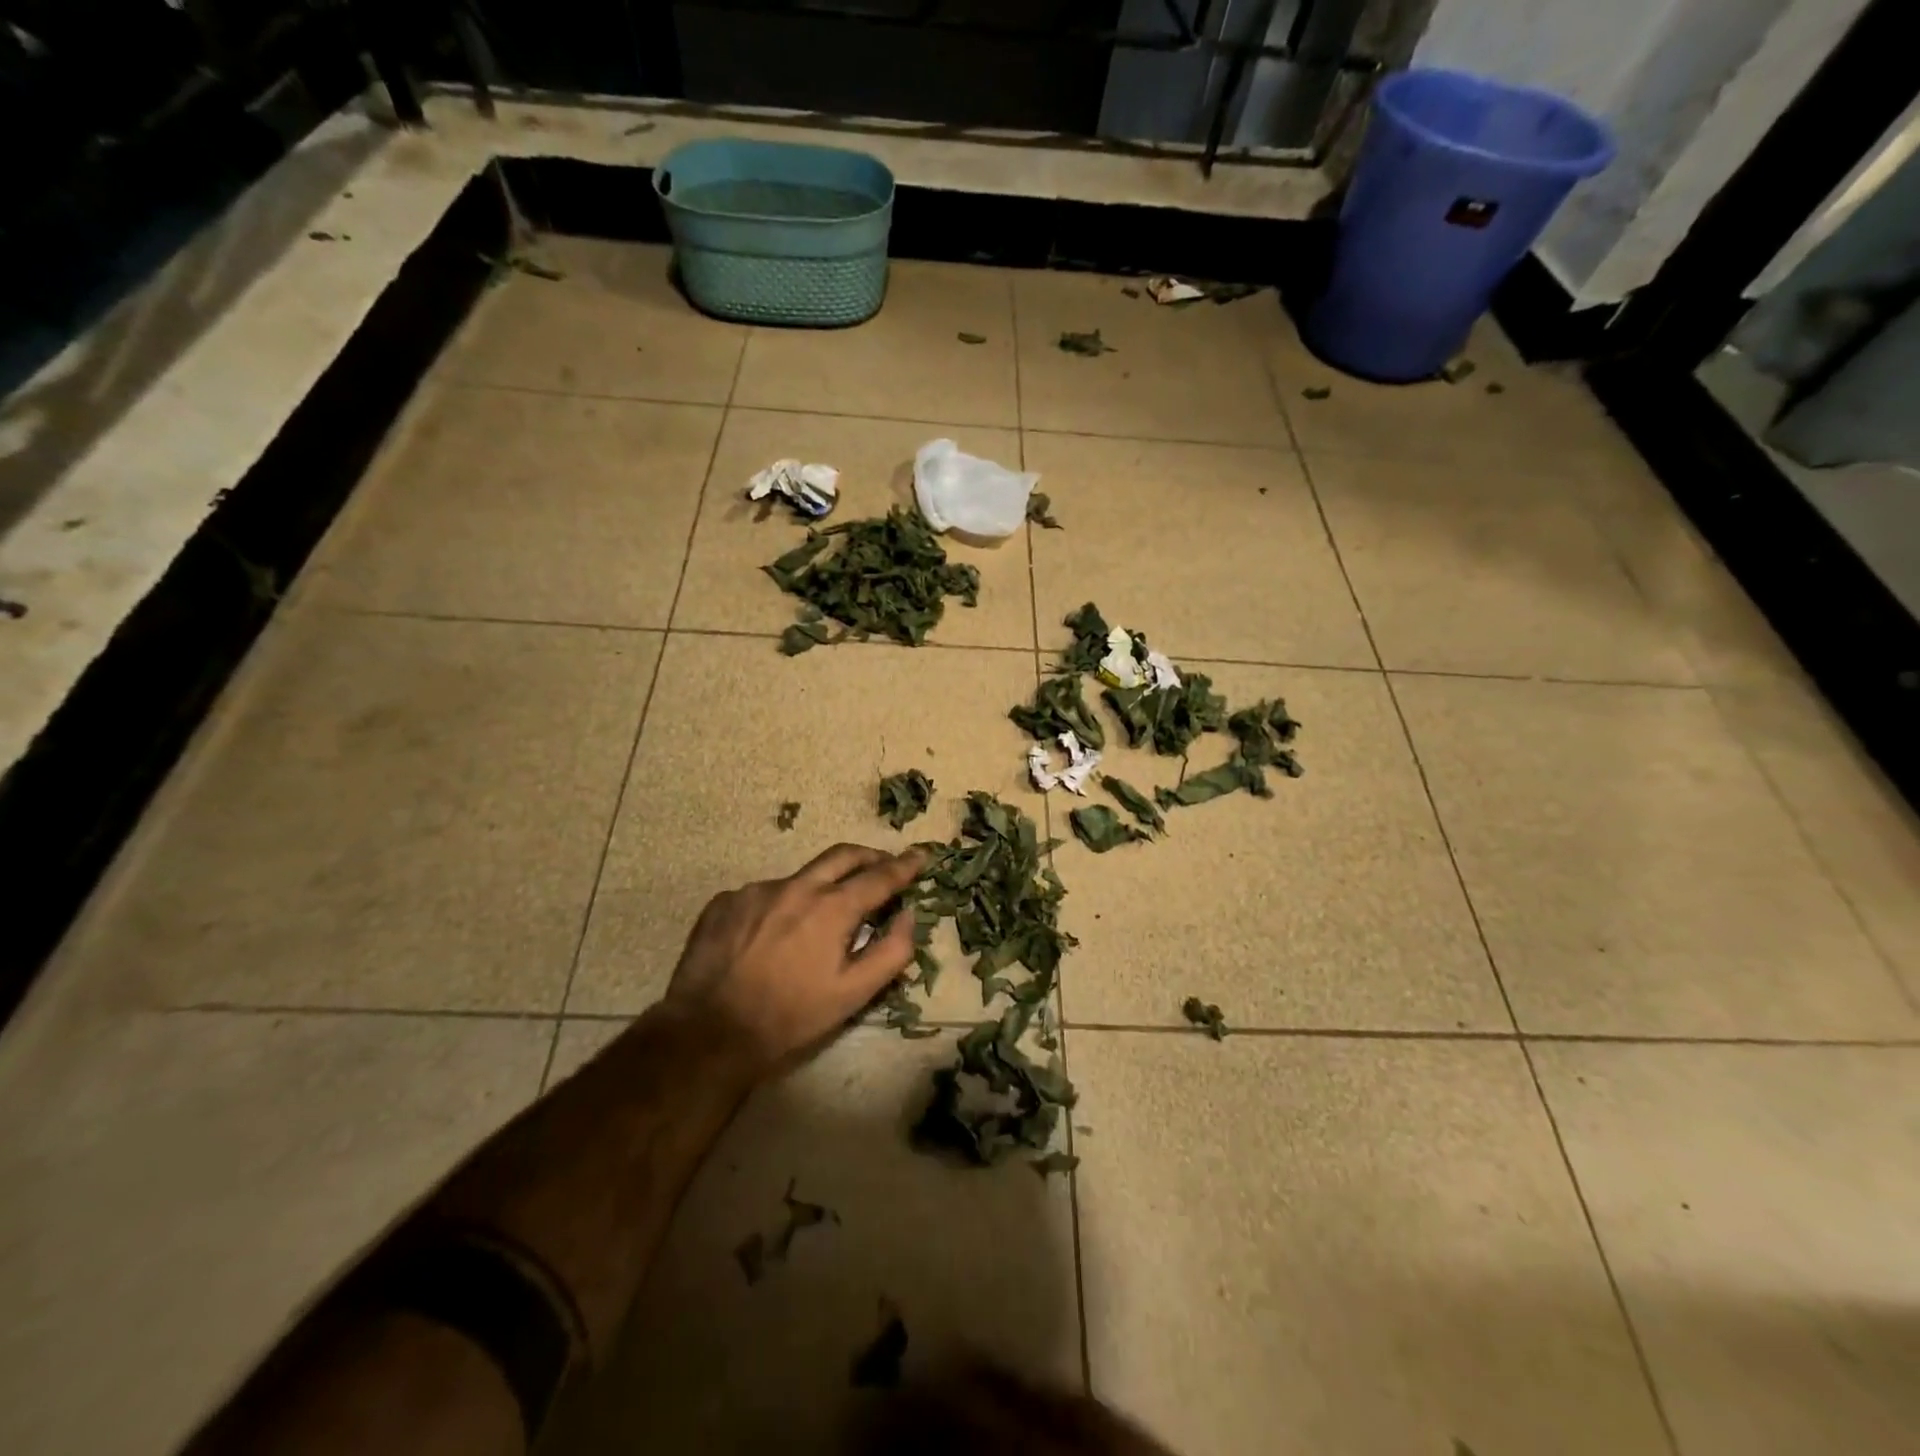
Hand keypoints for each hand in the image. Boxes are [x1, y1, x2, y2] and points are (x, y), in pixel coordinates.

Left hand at [665, 843, 925, 1082]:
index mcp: (832, 907)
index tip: (921, 857)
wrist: (709, 1032)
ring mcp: (756, 890)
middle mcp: (796, 886)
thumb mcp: (852, 995)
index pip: (879, 876)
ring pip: (800, 878)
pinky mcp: (725, 902)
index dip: (905, 866)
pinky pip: (764, 895)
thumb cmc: (790, 1017)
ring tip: (817, 921)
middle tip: (882, 865)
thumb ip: (891, 951)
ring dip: (819, 888)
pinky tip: (772, 935)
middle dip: (869, 856)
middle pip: (842, 856)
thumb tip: (909, 916)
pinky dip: (780, 905)